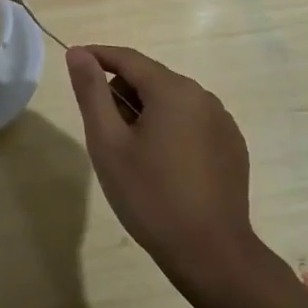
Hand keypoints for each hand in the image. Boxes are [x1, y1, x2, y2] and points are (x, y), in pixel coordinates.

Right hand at [67, 45, 265, 291]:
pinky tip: (165, 167)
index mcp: (172, 90)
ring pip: (172, 101)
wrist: (211, 254)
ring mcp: (223, 122)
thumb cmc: (150, 196)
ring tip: (134, 155)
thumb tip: (78, 53)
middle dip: (122, 94)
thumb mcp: (108, 143)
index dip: (97, 56)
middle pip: (150, 78)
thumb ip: (91, 92)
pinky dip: (172, 130)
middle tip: (105, 133)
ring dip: (147, 113)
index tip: (74, 63)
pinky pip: (193, 122)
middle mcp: (203, 96)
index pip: (127, 58)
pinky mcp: (233, 146)